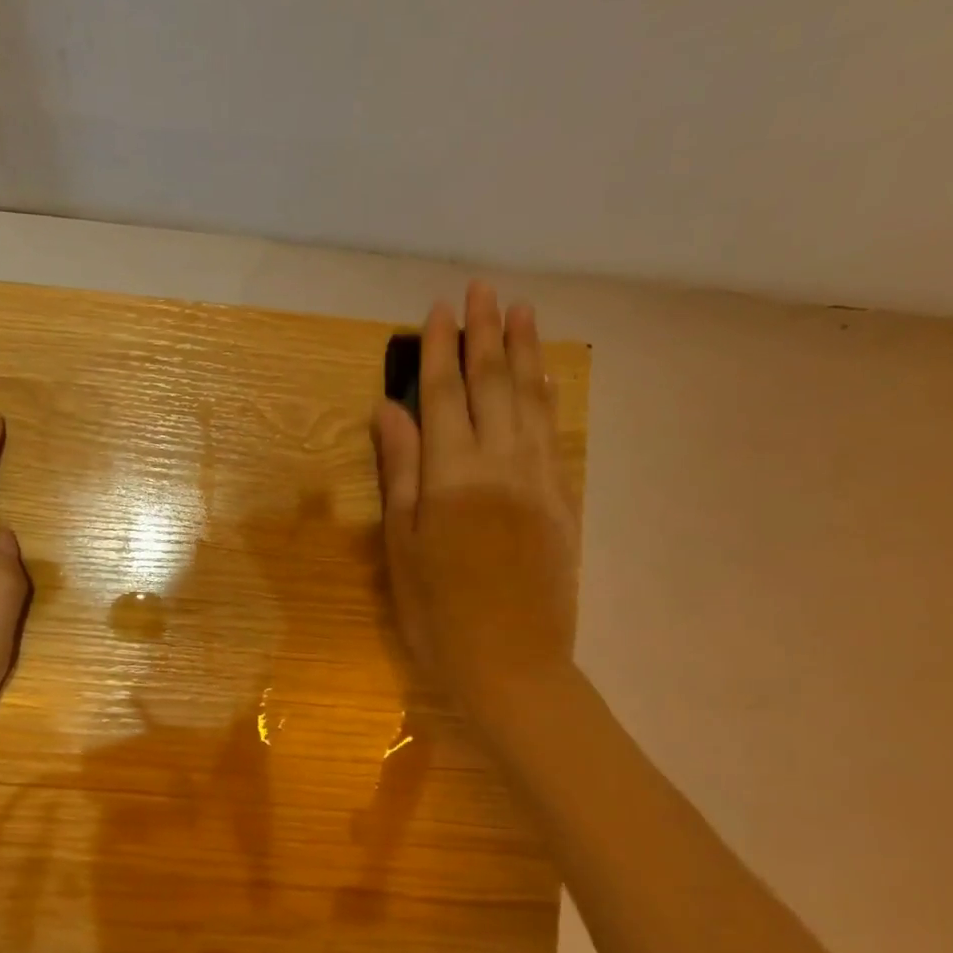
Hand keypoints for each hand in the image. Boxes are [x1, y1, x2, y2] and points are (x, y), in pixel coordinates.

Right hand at [374, 282, 579, 736]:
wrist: (511, 663)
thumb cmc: (437, 612)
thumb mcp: (402, 546)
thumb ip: (400, 472)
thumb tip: (390, 411)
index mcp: (453, 476)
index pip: (445, 396)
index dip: (440, 351)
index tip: (438, 309)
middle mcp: (501, 464)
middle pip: (493, 386)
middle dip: (485, 334)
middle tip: (483, 288)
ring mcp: (539, 480)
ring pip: (531, 401)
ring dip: (524, 352)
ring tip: (520, 311)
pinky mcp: (562, 500)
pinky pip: (554, 434)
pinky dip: (548, 398)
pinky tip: (546, 377)